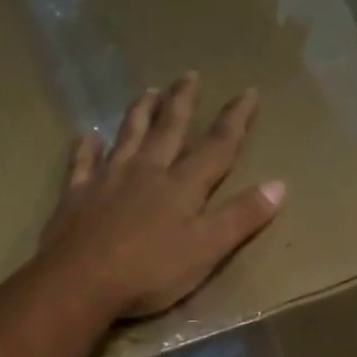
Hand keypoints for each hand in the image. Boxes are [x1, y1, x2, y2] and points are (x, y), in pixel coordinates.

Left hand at [39, 73, 284, 319]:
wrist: (81, 282)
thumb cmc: (150, 272)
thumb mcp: (207, 250)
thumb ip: (241, 218)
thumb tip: (279, 185)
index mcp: (182, 186)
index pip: (217, 146)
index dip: (235, 120)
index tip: (248, 92)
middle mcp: (146, 171)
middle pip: (169, 129)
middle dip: (182, 102)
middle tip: (189, 74)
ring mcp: (108, 179)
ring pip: (127, 136)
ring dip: (140, 112)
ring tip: (148, 91)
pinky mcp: (77, 194)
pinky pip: (82, 162)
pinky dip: (86, 147)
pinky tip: (88, 135)